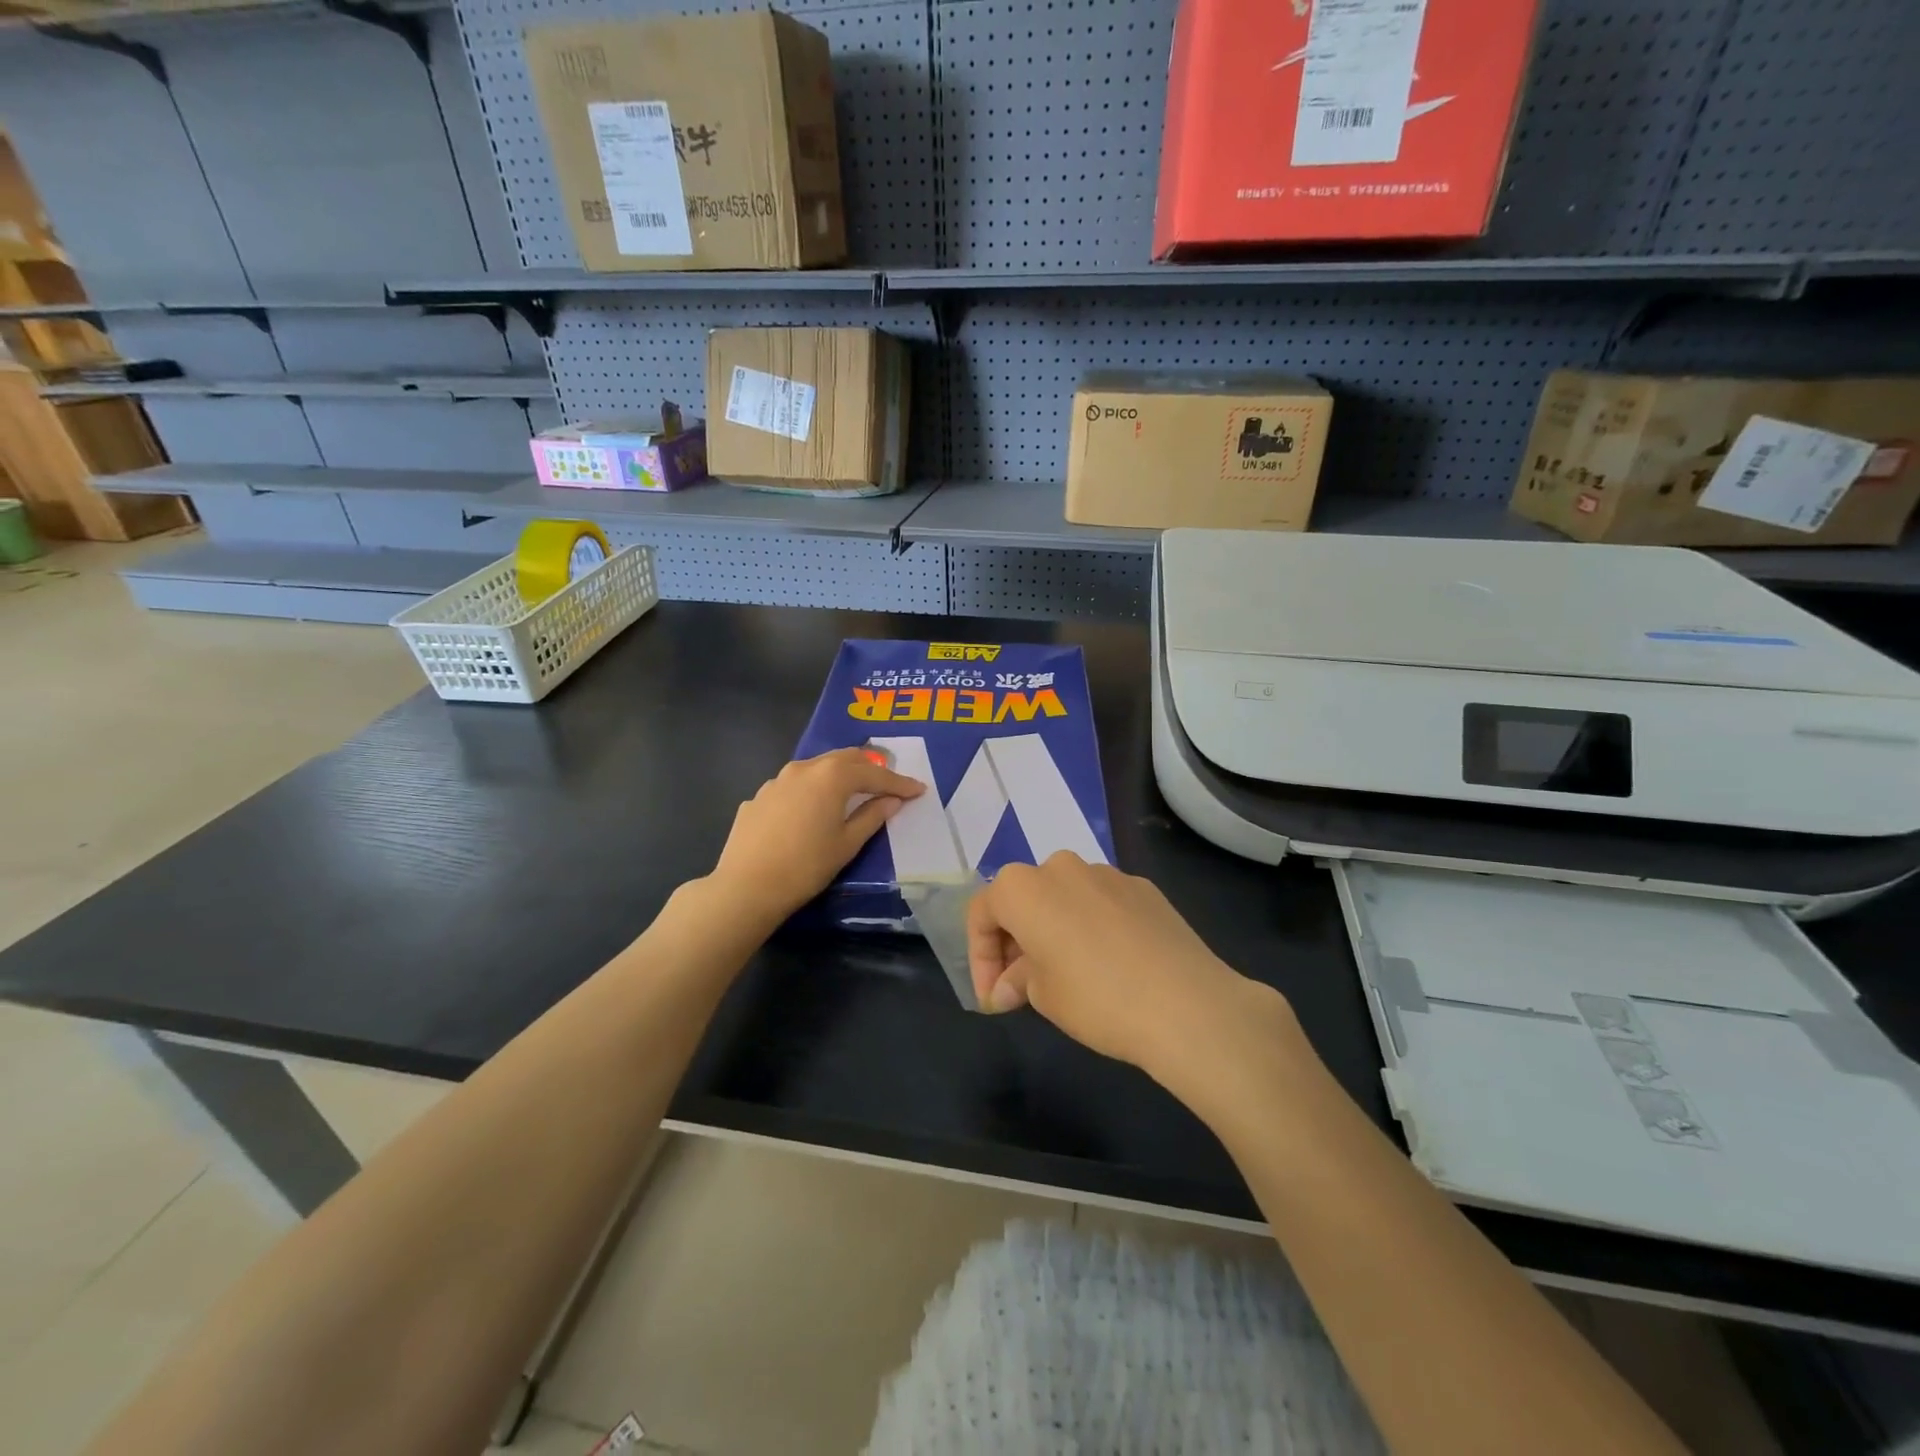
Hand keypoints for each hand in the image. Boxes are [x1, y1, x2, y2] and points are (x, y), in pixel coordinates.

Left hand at [709, 747, 924, 922]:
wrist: (746, 887)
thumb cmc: (806, 867)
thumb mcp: (847, 844)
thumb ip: (872, 816)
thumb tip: (892, 800)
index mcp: (831, 777)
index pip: (874, 775)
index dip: (899, 783)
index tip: (918, 790)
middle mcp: (804, 769)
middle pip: (845, 759)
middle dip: (870, 768)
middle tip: (888, 782)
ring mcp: (777, 780)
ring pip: (817, 768)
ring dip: (839, 775)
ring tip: (852, 790)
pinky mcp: (758, 797)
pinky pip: (794, 786)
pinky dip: (812, 791)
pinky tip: (812, 810)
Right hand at [968, 852, 1287, 1085]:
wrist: (1187, 1003)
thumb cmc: (1096, 999)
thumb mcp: (1042, 996)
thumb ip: (1018, 980)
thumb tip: (1009, 985)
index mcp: (1023, 888)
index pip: (982, 912)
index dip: (980, 957)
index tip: (993, 997)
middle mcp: (1060, 867)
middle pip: (1023, 898)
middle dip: (1015, 940)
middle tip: (1021, 985)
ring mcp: (1106, 873)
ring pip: (1064, 897)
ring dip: (1054, 928)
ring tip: (1066, 973)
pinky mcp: (1143, 887)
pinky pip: (1102, 902)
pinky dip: (1092, 926)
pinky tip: (1109, 963)